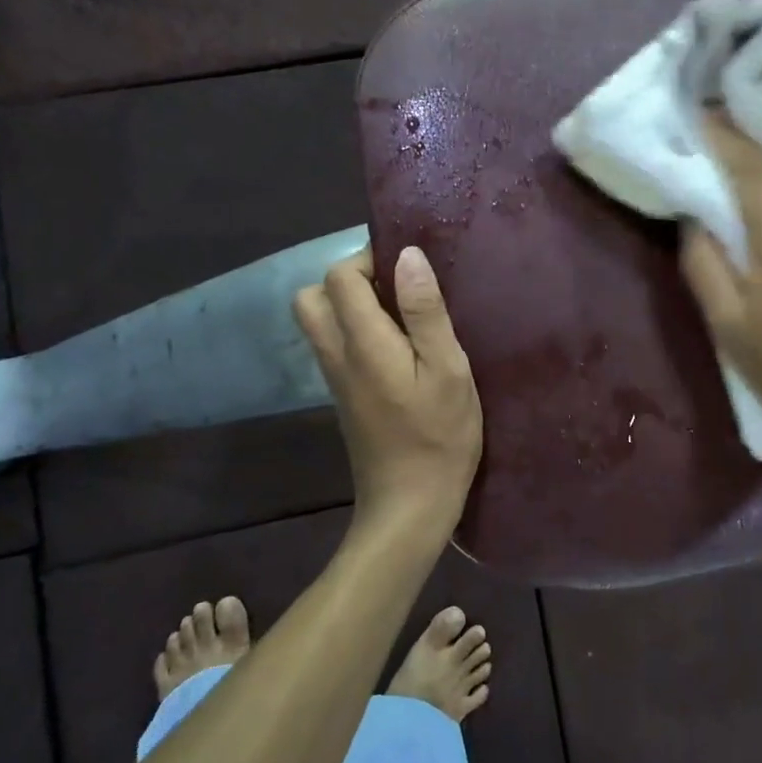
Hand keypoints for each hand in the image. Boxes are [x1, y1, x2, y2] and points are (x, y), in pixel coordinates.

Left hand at [294, 246, 481, 543]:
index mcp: (362, 342)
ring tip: (400, 315)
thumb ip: (425, 311)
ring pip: (320, 321)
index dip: (369, 259)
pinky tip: (397, 346)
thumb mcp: (448, 370)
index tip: (408, 268)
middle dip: (349, 279)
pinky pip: (334, 344)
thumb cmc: (439, 436)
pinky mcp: (344, 396)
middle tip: (395, 289)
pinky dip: (355, 330)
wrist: (409, 506)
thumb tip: (407, 255)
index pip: (339, 276)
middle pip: (313, 295)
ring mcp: (335, 378)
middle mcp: (337, 354)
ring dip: (351, 304)